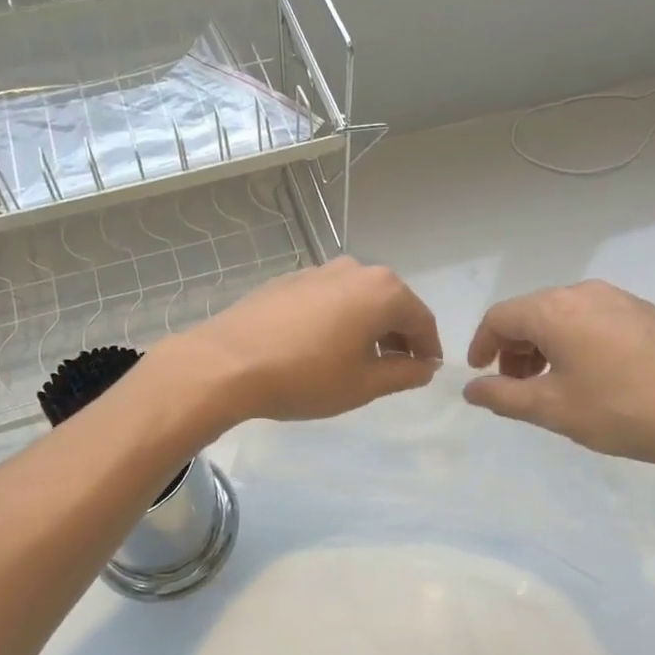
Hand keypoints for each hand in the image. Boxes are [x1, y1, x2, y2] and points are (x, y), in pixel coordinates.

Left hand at [164, 258, 442, 425]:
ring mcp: (318, 270)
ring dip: (367, 325)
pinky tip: (320, 346)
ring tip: (357, 360)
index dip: (428, 348)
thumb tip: (425, 366)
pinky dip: (337, 318)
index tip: (425, 371)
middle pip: (390, 303)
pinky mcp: (288, 279)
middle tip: (394, 368)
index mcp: (382, 291)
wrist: (227, 363)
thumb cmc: (305, 376)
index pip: (421, 319)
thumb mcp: (363, 385)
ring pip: (358, 298)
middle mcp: (354, 270)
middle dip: (398, 335)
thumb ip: (404, 374)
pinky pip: (328, 297)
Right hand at [462, 280, 654, 479]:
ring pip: (564, 316)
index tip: (480, 375)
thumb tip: (471, 389)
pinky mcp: (648, 314)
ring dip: (545, 346)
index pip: (500, 317)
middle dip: (514, 348)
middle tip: (516, 386)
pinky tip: (593, 377)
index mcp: (555, 309)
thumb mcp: (553, 409)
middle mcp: (585, 292)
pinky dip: (576, 342)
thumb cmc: (623, 410)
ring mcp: (621, 300)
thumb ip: (503, 397)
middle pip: (531, 312)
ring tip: (553, 385)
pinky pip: (594, 320)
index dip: (481, 345)